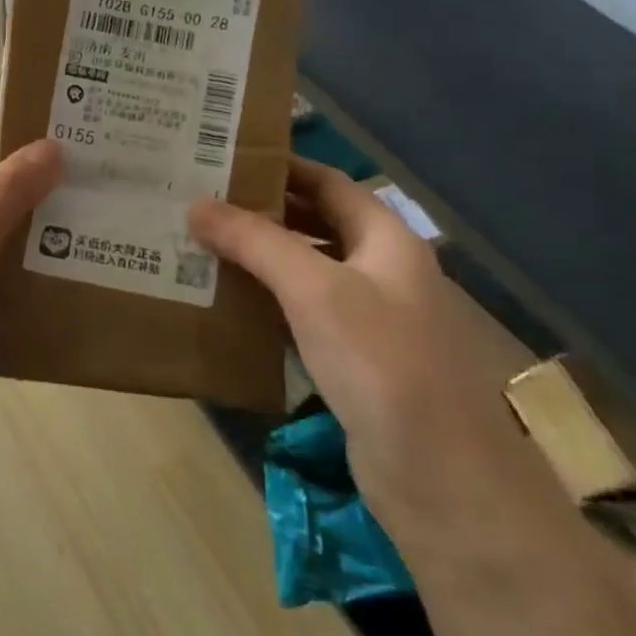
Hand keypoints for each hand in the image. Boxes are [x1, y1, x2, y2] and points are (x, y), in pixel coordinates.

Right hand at [190, 159, 567, 549]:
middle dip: (263, 212)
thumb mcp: (313, 289)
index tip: (225, 159)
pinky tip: (228, 302)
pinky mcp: (353, 360)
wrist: (438, 476)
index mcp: (386, 240)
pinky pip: (303, 314)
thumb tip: (196, 204)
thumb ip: (255, 241)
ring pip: (307, 271)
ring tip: (202, 245)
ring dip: (260, 258)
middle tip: (201, 202)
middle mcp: (381, 271)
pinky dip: (268, 301)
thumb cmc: (381, 361)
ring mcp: (370, 318)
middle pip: (317, 224)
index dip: (282, 166)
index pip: (329, 182)